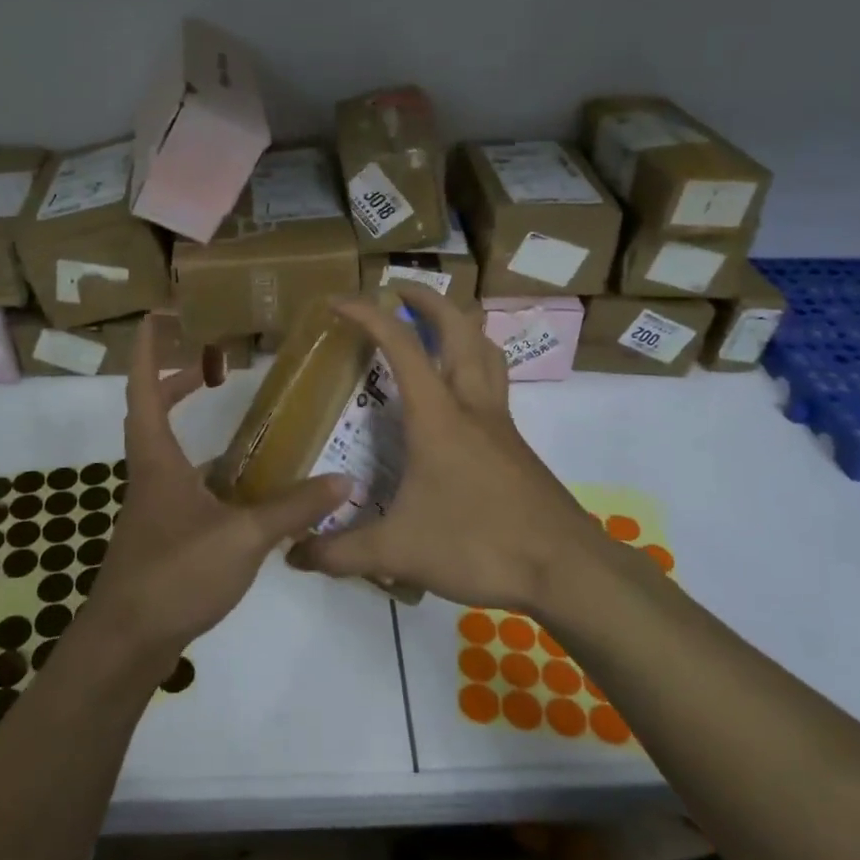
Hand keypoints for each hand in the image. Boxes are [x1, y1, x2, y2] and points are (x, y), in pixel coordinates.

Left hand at [80, 315, 350, 670]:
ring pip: (169, 451)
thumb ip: (293, 508)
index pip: (144, 389)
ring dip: (191, 425)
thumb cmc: (174, 574)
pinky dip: (209, 473)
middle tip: (213, 364)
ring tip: (239, 421)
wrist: (127, 641)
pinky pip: (185, 485)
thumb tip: (344, 480)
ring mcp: (153, 506)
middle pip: (153, 413)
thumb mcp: (242, 537)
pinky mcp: (162, 534)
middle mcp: (150, 474)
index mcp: (157, 459)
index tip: (158, 316)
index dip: (148, 350)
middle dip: (176, 381)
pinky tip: (243, 489)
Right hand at [287, 287, 632, 613]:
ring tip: (435, 326)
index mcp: (438, 416)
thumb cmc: (479, 546)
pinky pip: (495, 383)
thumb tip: (295, 555)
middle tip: (397, 290)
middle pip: (459, 327)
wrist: (565, 569)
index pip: (400, 346)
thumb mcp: (399, 551)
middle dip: (427, 299)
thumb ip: (342, 552)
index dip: (368, 314)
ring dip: (461, 325)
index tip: (337, 301)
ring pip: (487, 350)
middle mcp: (472, 405)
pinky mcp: (515, 445)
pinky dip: (475, 364)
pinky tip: (457, 398)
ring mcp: (500, 423)